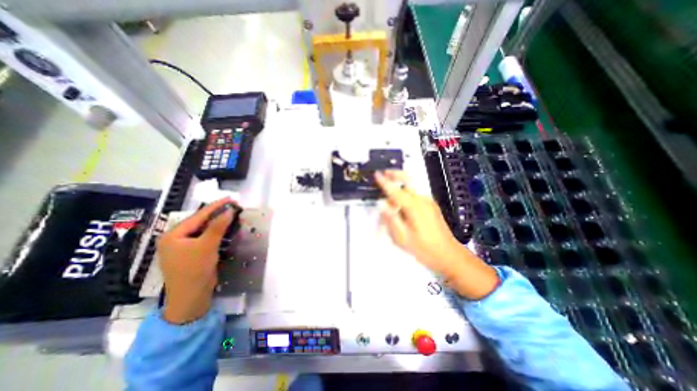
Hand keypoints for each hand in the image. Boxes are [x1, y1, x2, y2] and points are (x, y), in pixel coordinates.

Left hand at [158, 198, 236, 323]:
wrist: (191, 297)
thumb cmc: (194, 270)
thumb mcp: (207, 246)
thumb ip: (218, 226)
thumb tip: (229, 210)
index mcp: (174, 235)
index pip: (198, 216)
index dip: (216, 206)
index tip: (231, 199)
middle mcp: (177, 238)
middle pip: (201, 221)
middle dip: (218, 214)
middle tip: (234, 207)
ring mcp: (185, 246)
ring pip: (205, 229)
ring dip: (219, 223)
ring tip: (233, 215)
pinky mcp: (193, 253)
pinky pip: (207, 238)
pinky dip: (218, 232)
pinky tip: (227, 228)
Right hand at [379, 170, 497, 298]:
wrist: (448, 255)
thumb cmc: (424, 249)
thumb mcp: (403, 238)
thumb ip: (391, 219)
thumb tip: (382, 205)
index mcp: (414, 207)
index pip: (396, 191)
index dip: (385, 182)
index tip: (377, 174)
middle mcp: (422, 200)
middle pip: (408, 180)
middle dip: (396, 174)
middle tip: (385, 173)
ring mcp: (428, 202)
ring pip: (411, 187)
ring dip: (400, 185)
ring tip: (389, 193)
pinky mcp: (431, 206)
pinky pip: (415, 195)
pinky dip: (405, 194)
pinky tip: (400, 204)